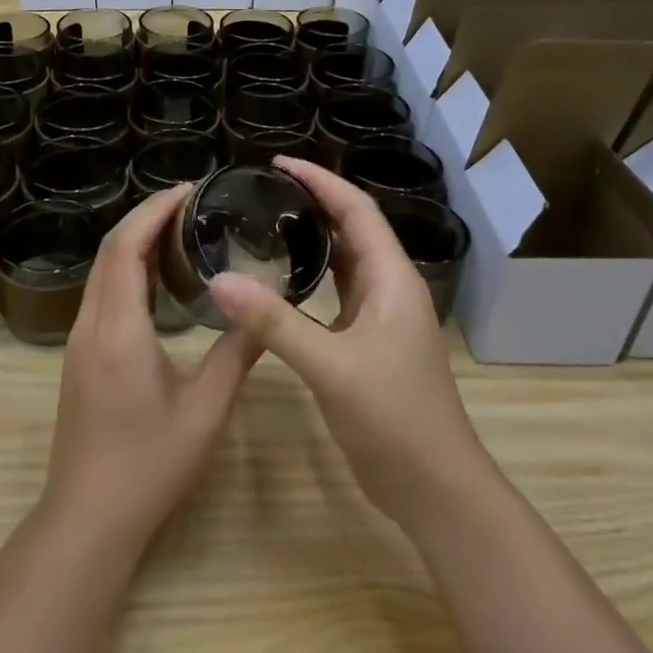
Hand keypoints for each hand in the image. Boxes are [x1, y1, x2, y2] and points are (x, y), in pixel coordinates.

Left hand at [42, 184, 260, 554]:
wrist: (88, 516)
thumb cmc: (150, 465)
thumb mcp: (205, 410)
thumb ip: (236, 355)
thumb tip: (266, 313)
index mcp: (119, 329)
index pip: (126, 247)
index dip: (154, 210)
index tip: (189, 189)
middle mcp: (90, 324)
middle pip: (109, 251)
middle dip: (145, 217)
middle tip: (191, 202)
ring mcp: (78, 340)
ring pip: (101, 271)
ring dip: (133, 242)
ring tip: (179, 230)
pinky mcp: (78, 356)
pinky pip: (101, 294)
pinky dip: (126, 270)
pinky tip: (157, 279)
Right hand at [207, 157, 498, 536]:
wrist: (434, 488)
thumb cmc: (394, 419)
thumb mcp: (331, 366)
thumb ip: (275, 322)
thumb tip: (219, 280)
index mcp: (392, 279)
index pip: (357, 210)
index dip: (321, 181)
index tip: (278, 164)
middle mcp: (390, 290)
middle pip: (353, 230)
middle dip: (314, 203)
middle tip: (263, 192)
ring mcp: (380, 320)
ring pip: (345, 264)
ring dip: (313, 240)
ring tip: (267, 224)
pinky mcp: (367, 346)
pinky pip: (336, 296)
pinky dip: (310, 279)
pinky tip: (279, 283)